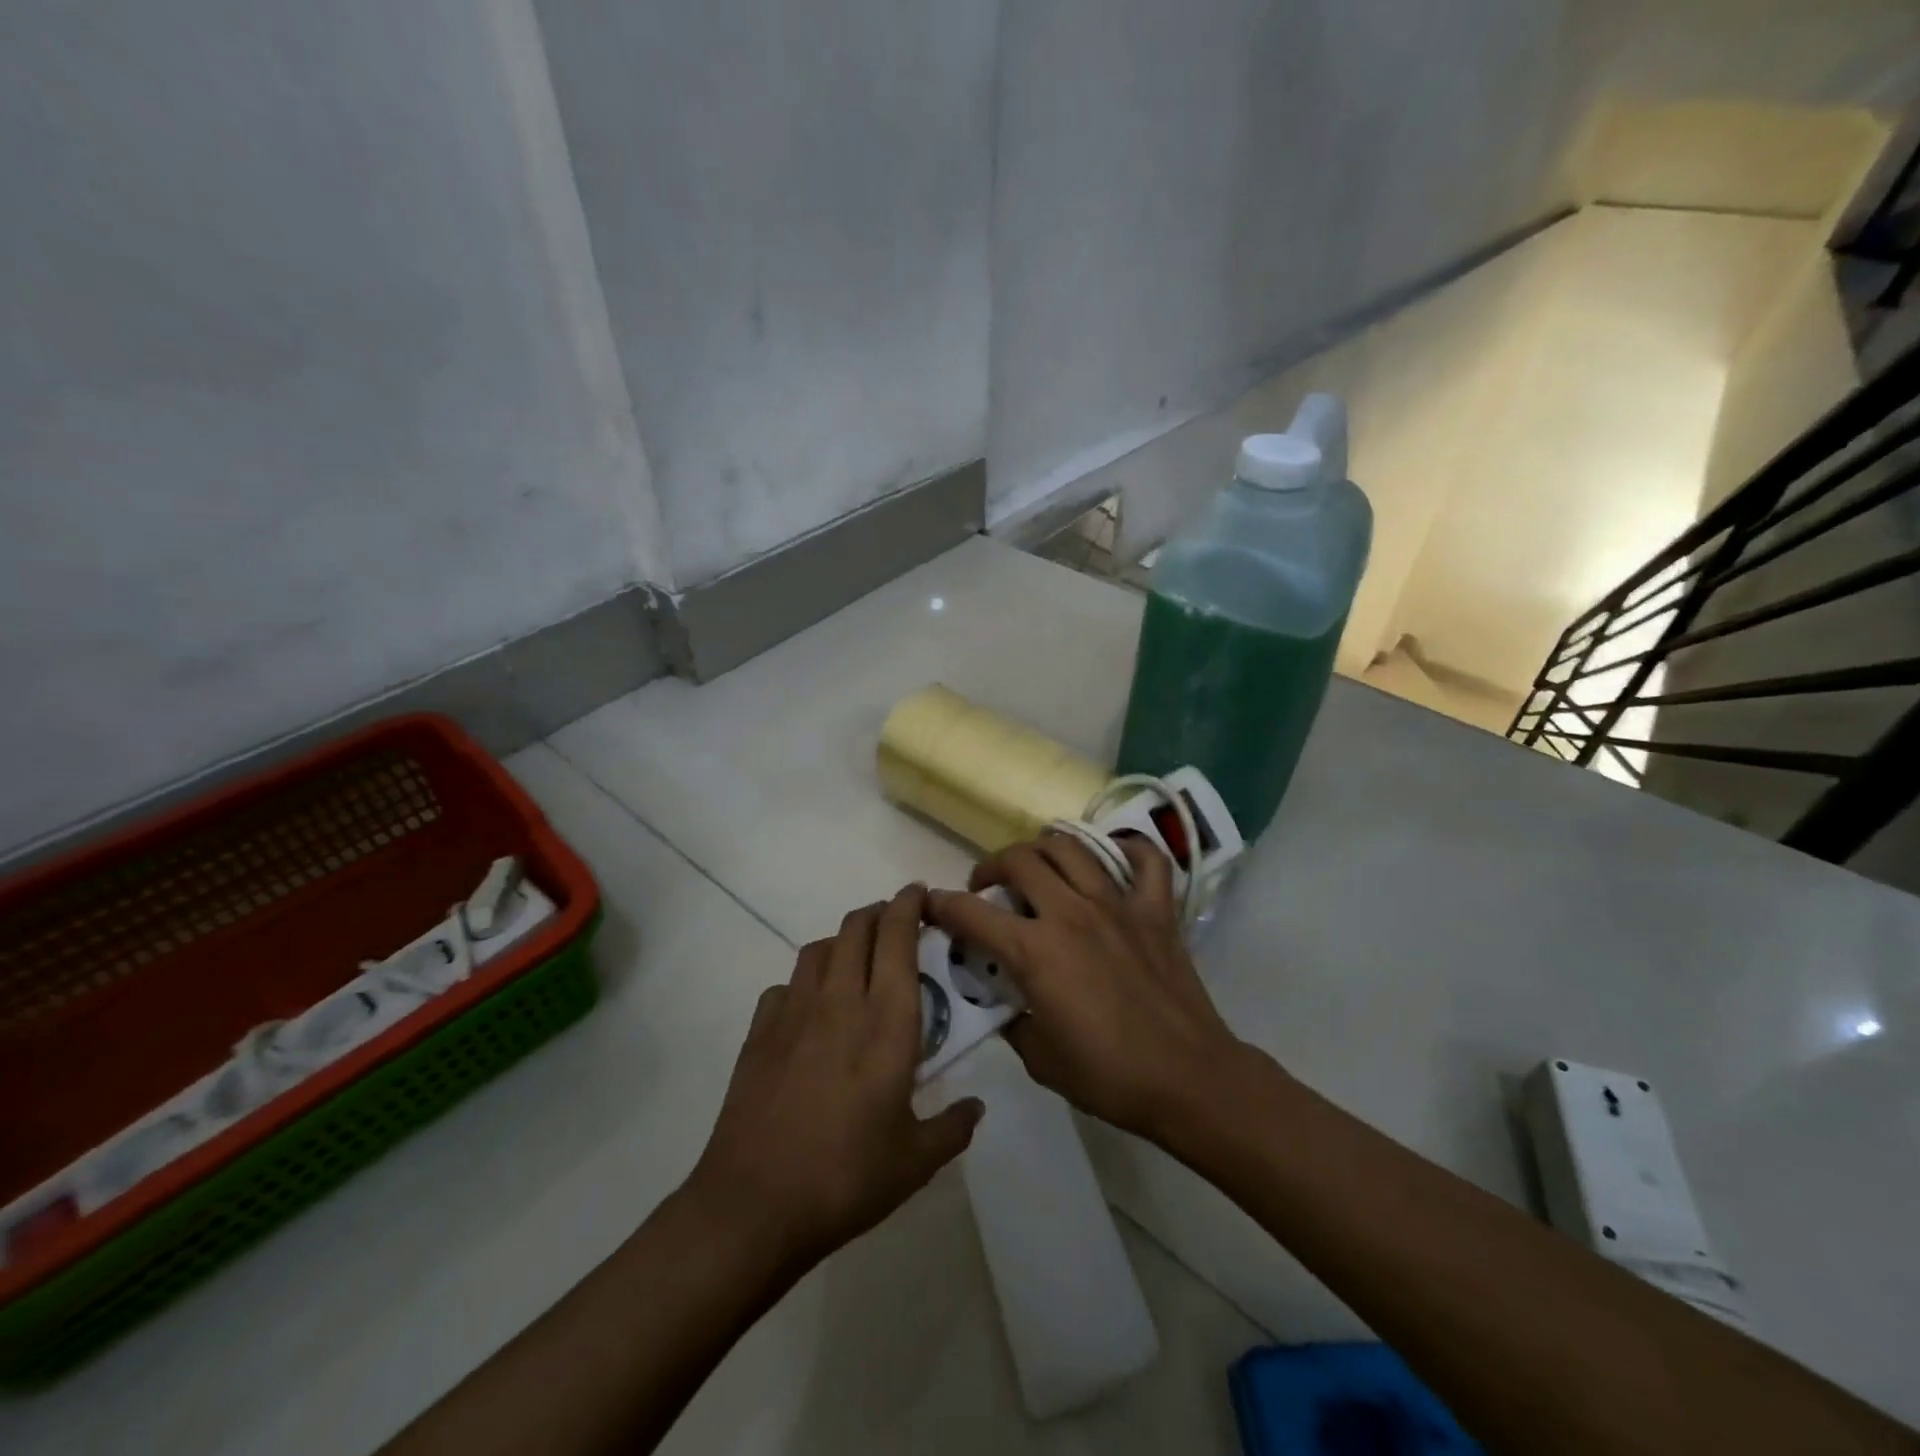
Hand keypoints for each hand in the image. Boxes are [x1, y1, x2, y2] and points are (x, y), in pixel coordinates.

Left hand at [686, 886, 981, 1269]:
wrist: (754, 1204)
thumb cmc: (847, 1177)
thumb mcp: (915, 1162)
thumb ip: (952, 1128)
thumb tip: (976, 1108)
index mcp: (887, 1021)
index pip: (897, 937)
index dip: (908, 904)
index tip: (919, 893)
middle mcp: (841, 1000)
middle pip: (856, 927)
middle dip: (877, 912)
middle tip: (895, 923)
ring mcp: (794, 1012)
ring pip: (819, 948)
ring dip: (841, 941)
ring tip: (856, 961)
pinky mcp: (759, 1031)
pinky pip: (785, 986)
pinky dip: (803, 983)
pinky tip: (809, 1011)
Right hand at [924, 832, 1247, 1141]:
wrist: (1188, 1080)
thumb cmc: (1108, 1076)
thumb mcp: (1039, 1058)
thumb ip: (1012, 1019)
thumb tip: (1005, 998)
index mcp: (1036, 951)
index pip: (972, 913)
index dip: (942, 905)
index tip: (931, 904)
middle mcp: (1071, 913)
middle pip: (1019, 860)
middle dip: (992, 866)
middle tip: (987, 887)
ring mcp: (1117, 905)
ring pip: (1070, 848)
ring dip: (1043, 850)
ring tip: (1037, 867)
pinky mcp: (1156, 910)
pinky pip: (1145, 860)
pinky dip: (1127, 849)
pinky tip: (1111, 858)